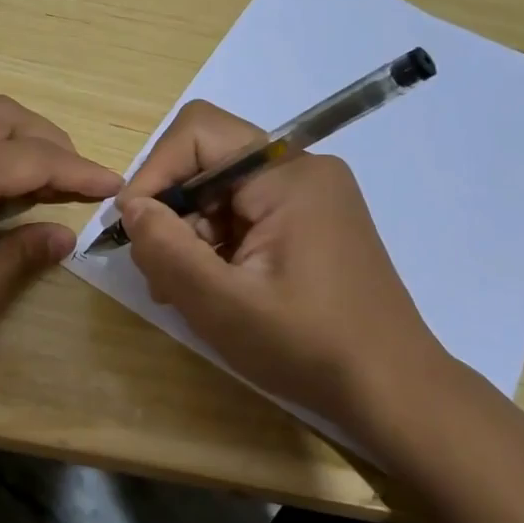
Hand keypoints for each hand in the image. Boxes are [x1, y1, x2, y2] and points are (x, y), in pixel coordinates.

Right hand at [119, 100, 453, 442]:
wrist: (391, 390)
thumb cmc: (307, 345)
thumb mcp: (221, 303)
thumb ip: (166, 248)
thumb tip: (131, 207)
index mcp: (288, 175)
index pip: (198, 132)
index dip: (155, 171)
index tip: (135, 228)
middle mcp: (302, 172)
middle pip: (208, 163)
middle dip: (173, 212)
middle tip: (159, 272)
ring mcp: (310, 199)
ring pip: (221, 193)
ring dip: (191, 236)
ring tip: (184, 292)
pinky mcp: (310, 226)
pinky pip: (244, 216)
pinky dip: (216, 247)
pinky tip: (213, 291)